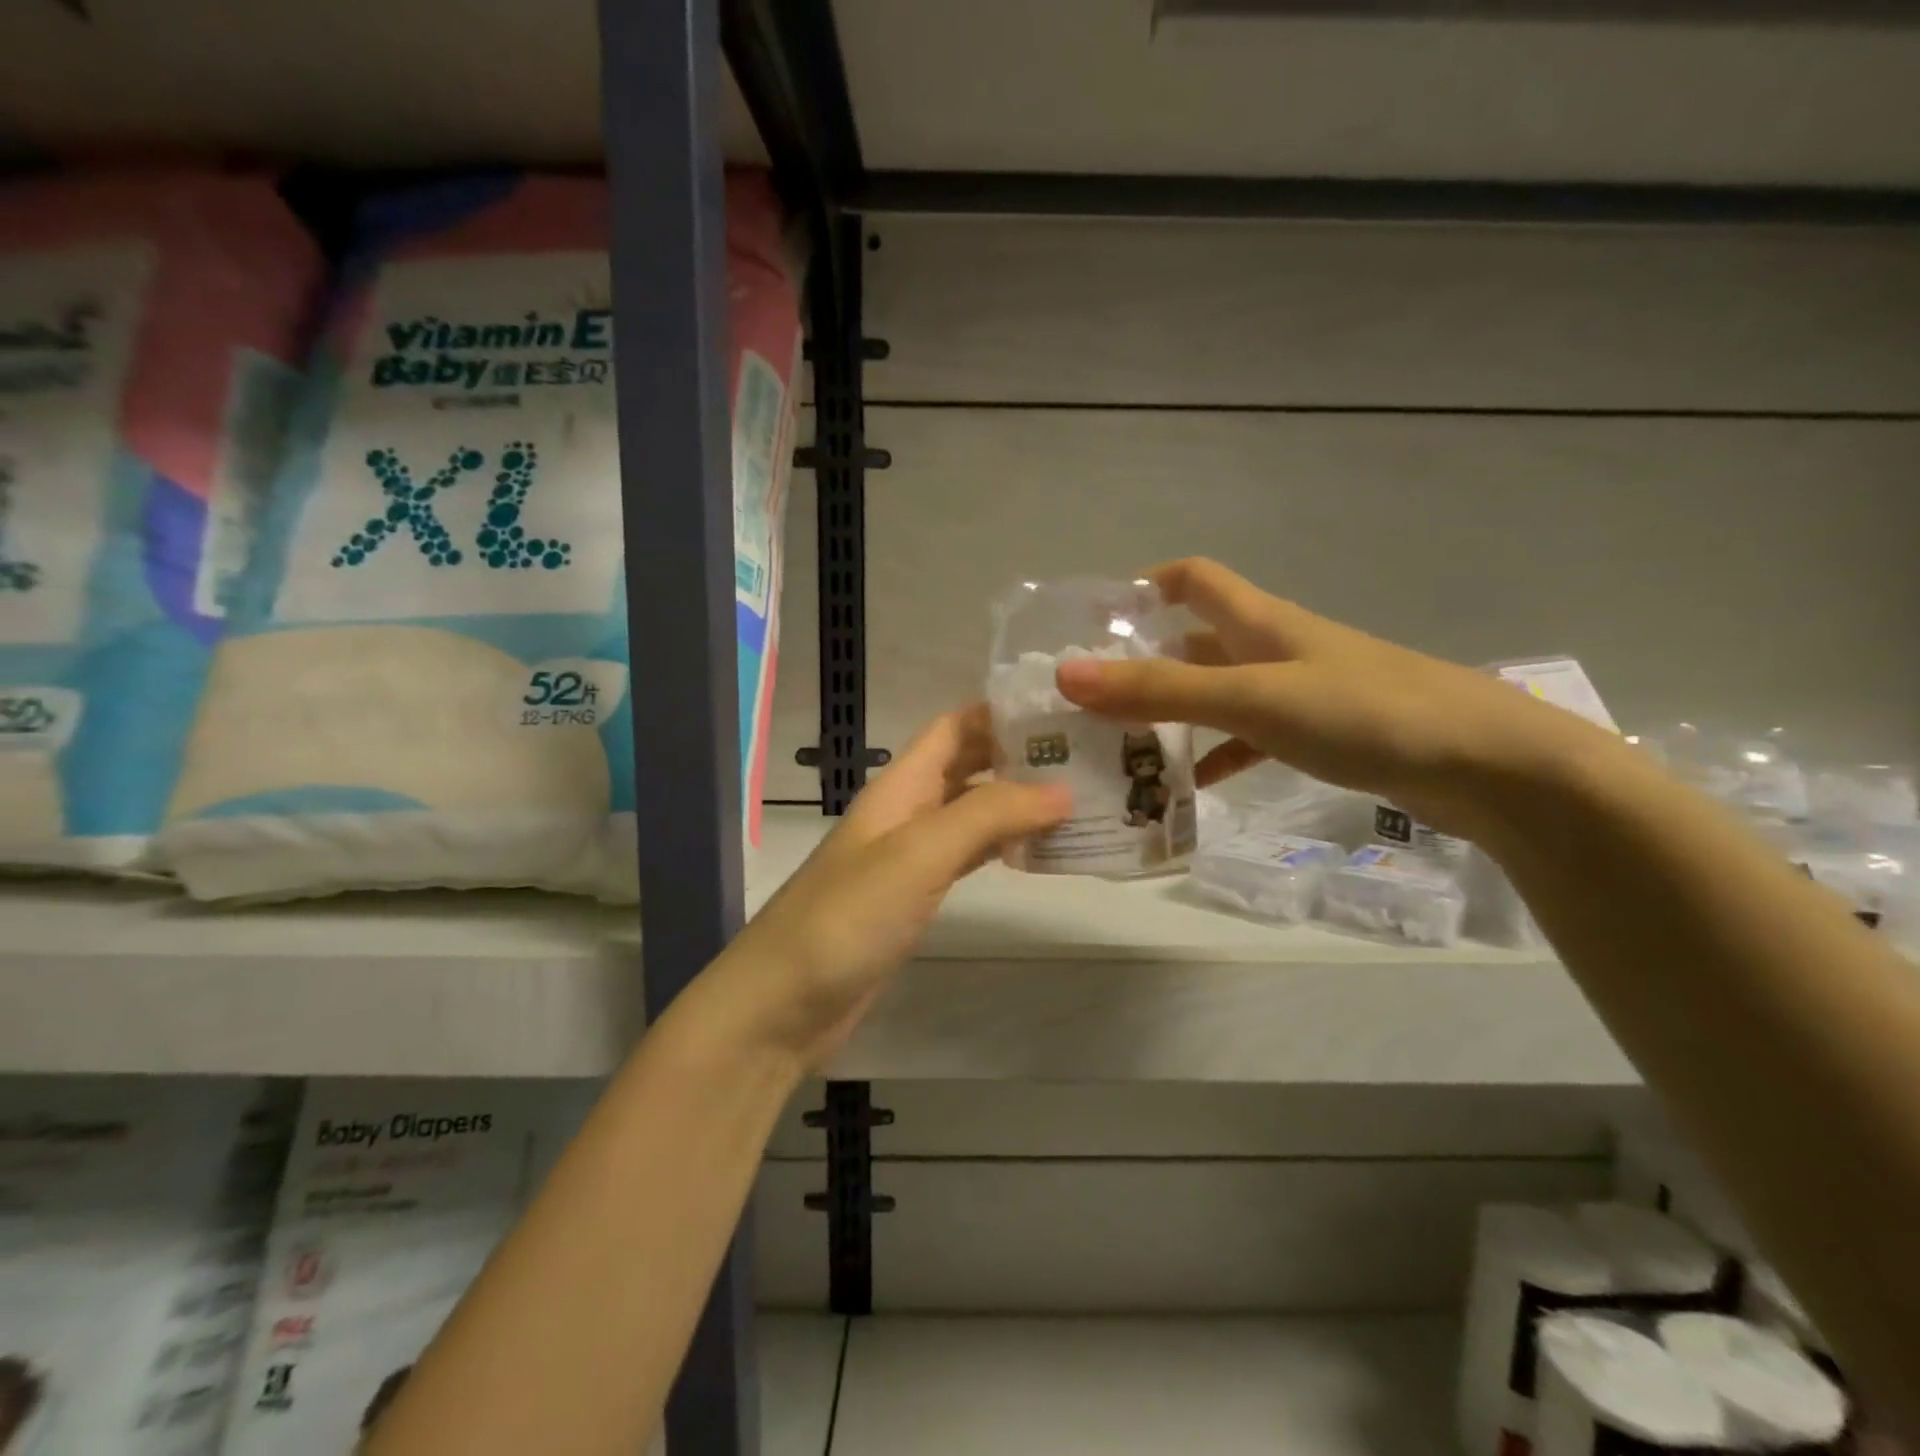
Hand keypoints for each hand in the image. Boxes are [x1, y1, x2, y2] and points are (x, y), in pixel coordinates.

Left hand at [709, 705, 1069, 1072]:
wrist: (783, 1004)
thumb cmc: (846, 917)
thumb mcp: (919, 853)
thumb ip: (988, 815)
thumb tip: (1063, 789)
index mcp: (901, 787)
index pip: (953, 727)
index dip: (1000, 712)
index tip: (1062, 711)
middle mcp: (906, 812)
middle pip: (966, 766)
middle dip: (1019, 756)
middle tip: (1087, 757)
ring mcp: (909, 858)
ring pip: (971, 813)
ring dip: (1017, 803)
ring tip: (1079, 800)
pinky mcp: (914, 900)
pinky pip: (967, 857)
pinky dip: (1002, 848)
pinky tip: (1036, 853)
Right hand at [1055, 558, 1619, 840]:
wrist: (1488, 765)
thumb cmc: (1364, 712)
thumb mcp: (1251, 698)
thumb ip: (1159, 690)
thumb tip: (1066, 675)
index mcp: (1259, 622)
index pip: (1193, 578)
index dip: (1143, 584)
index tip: (1094, 616)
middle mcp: (1275, 647)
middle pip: (1196, 641)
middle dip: (1144, 661)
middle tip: (1090, 699)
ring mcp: (1301, 691)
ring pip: (1220, 692)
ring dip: (1176, 712)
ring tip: (1124, 747)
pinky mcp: (1322, 733)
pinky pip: (1251, 736)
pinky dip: (1219, 753)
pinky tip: (1195, 784)